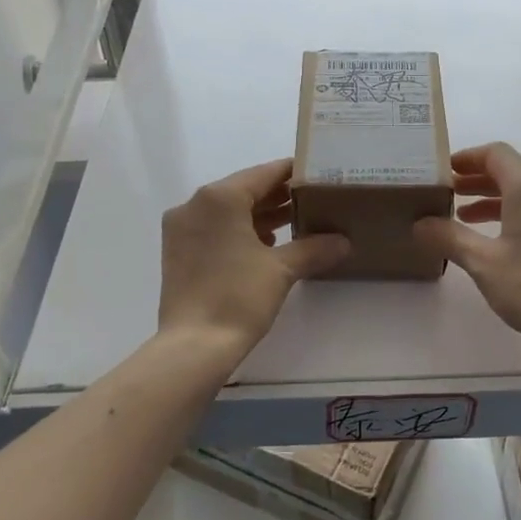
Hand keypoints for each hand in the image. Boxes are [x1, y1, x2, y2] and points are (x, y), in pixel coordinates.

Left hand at [158, 159, 348, 353]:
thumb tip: (343, 241)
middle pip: (244, 190)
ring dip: (260, 215)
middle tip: (312, 200)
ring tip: (296, 222)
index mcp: (219, 198)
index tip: (317, 175)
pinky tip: (266, 244)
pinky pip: (214, 228)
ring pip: (228, 211)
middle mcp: (195, 204)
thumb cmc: (238, 297)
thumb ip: (313, 248)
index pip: (263, 174)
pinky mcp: (177, 251)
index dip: (292, 173)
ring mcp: (181, 228)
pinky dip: (239, 231)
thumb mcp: (282, 269)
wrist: (194, 346)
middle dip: (278, 196)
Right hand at [412, 142, 520, 351]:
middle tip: (447, 194)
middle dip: (477, 180)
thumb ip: (449, 237)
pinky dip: (513, 215)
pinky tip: (496, 240)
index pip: (496, 154)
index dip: (468, 157)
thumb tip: (420, 224)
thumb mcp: (482, 262)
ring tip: (464, 218)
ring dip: (493, 199)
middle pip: (511, 171)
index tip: (444, 171)